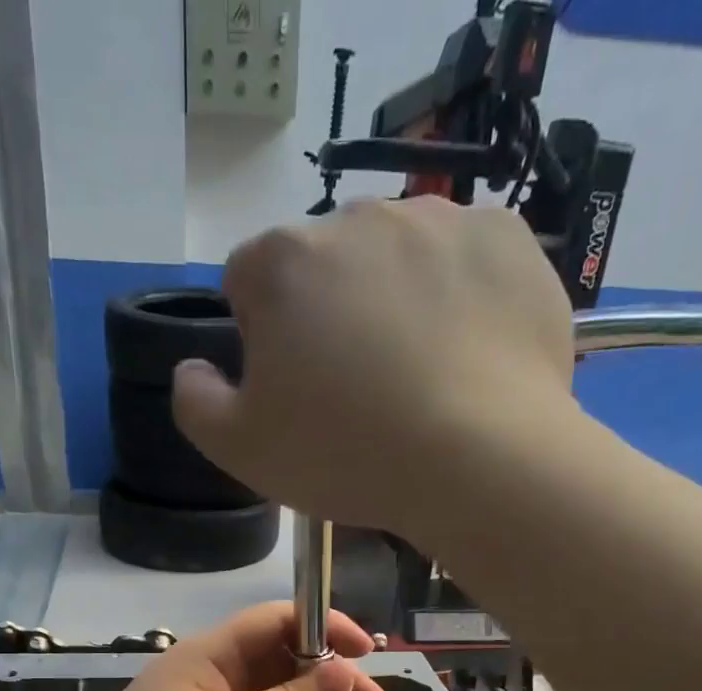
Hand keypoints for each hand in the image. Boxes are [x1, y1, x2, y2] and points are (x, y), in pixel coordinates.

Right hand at [171, 197, 577, 545]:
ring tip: (421, 377)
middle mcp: (359, 217)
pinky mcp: (508, 241)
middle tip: (359, 391)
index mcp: (285, 261)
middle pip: (327, 265)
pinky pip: (468, 263)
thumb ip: (196, 402)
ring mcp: (442, 221)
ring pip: (399, 258)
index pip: (248, 279)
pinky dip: (463, 299)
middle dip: (330, 314)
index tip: (291, 387)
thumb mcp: (242, 451)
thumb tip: (193, 369)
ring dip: (397, 301)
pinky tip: (469, 358)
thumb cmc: (348, 455)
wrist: (480, 461)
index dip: (261, 335)